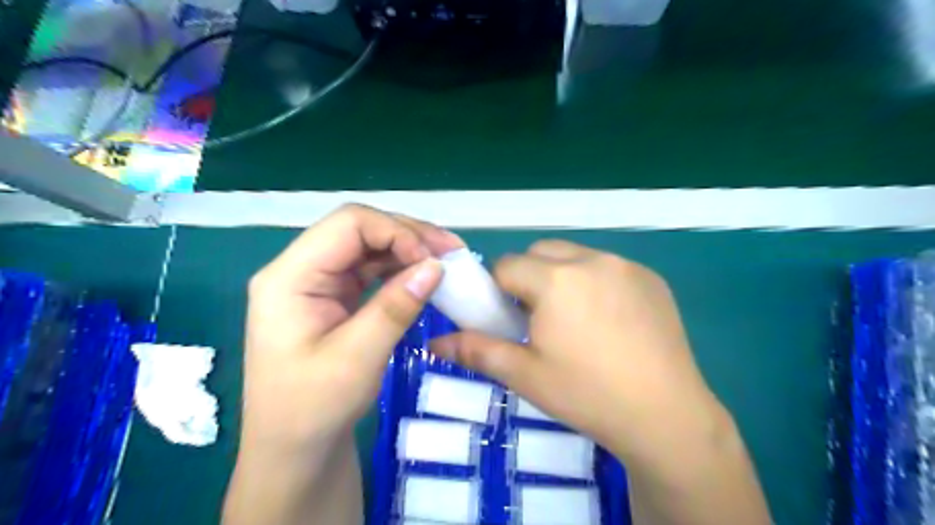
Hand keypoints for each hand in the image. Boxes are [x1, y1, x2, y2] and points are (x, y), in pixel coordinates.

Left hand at [239, 204, 461, 450]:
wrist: (294, 450)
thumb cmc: (314, 409)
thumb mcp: (357, 358)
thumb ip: (396, 306)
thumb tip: (436, 265)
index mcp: (290, 277)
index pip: (348, 225)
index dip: (395, 231)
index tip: (433, 259)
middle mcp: (300, 270)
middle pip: (359, 230)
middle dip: (408, 235)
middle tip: (452, 252)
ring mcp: (318, 283)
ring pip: (368, 247)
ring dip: (408, 249)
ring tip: (447, 260)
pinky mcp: (334, 297)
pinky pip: (371, 270)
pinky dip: (401, 269)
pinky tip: (425, 276)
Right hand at [427, 241, 716, 455]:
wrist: (666, 417)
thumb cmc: (587, 395)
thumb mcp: (524, 374)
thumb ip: (475, 351)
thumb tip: (433, 343)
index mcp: (556, 279)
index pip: (507, 265)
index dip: (499, 291)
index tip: (509, 319)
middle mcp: (591, 259)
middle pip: (540, 252)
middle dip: (529, 277)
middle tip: (538, 319)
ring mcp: (626, 266)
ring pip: (575, 255)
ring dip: (562, 276)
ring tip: (574, 320)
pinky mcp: (651, 278)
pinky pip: (608, 267)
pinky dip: (595, 281)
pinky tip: (608, 321)